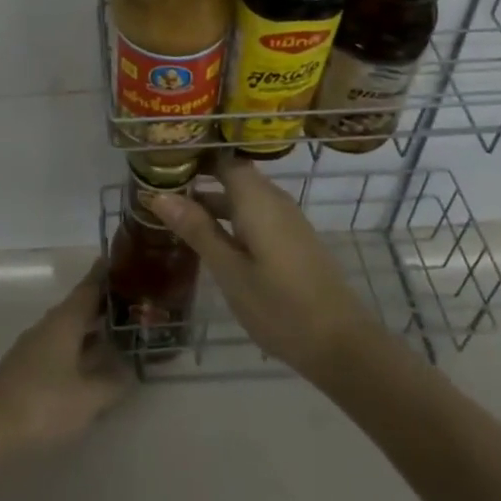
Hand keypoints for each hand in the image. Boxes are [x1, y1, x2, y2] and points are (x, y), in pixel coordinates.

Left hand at [0, 263, 131, 461]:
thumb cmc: (42, 404)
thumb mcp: (87, 398)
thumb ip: (112, 383)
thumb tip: (129, 369)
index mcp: (65, 321)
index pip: (88, 288)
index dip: (103, 275)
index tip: (118, 260)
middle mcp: (48, 326)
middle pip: (78, 307)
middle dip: (101, 304)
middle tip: (129, 301)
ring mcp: (34, 348)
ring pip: (68, 330)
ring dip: (90, 329)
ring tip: (115, 333)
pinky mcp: (25, 370)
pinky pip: (59, 348)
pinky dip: (77, 349)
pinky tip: (88, 366)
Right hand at [151, 157, 383, 381]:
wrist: (342, 345)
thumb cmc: (280, 306)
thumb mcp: (229, 270)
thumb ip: (196, 229)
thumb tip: (158, 194)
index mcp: (256, 198)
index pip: (221, 158)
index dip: (193, 156)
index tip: (162, 161)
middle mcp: (273, 199)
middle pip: (233, 175)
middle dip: (199, 178)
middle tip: (161, 187)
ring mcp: (287, 220)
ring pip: (244, 197)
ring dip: (214, 201)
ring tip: (177, 214)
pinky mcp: (293, 240)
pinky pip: (256, 214)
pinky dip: (232, 218)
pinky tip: (213, 240)